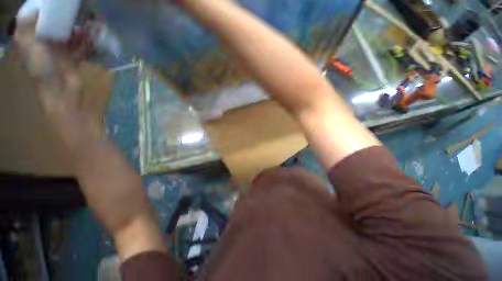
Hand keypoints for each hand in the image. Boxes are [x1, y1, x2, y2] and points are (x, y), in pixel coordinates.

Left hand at [14, 15, 102, 160]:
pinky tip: (90, 34)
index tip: (56, 2)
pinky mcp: (72, 59)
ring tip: (87, 20)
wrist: (61, 91)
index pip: (37, 19)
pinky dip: (84, 40)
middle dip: (64, 16)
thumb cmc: (42, 69)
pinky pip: (79, 46)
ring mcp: (59, 51)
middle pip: (54, 24)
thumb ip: (26, 27)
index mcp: (33, 39)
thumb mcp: (28, 46)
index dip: (45, 9)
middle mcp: (45, 43)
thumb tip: (33, 8)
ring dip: (77, 27)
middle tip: (76, 8)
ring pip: (68, 34)